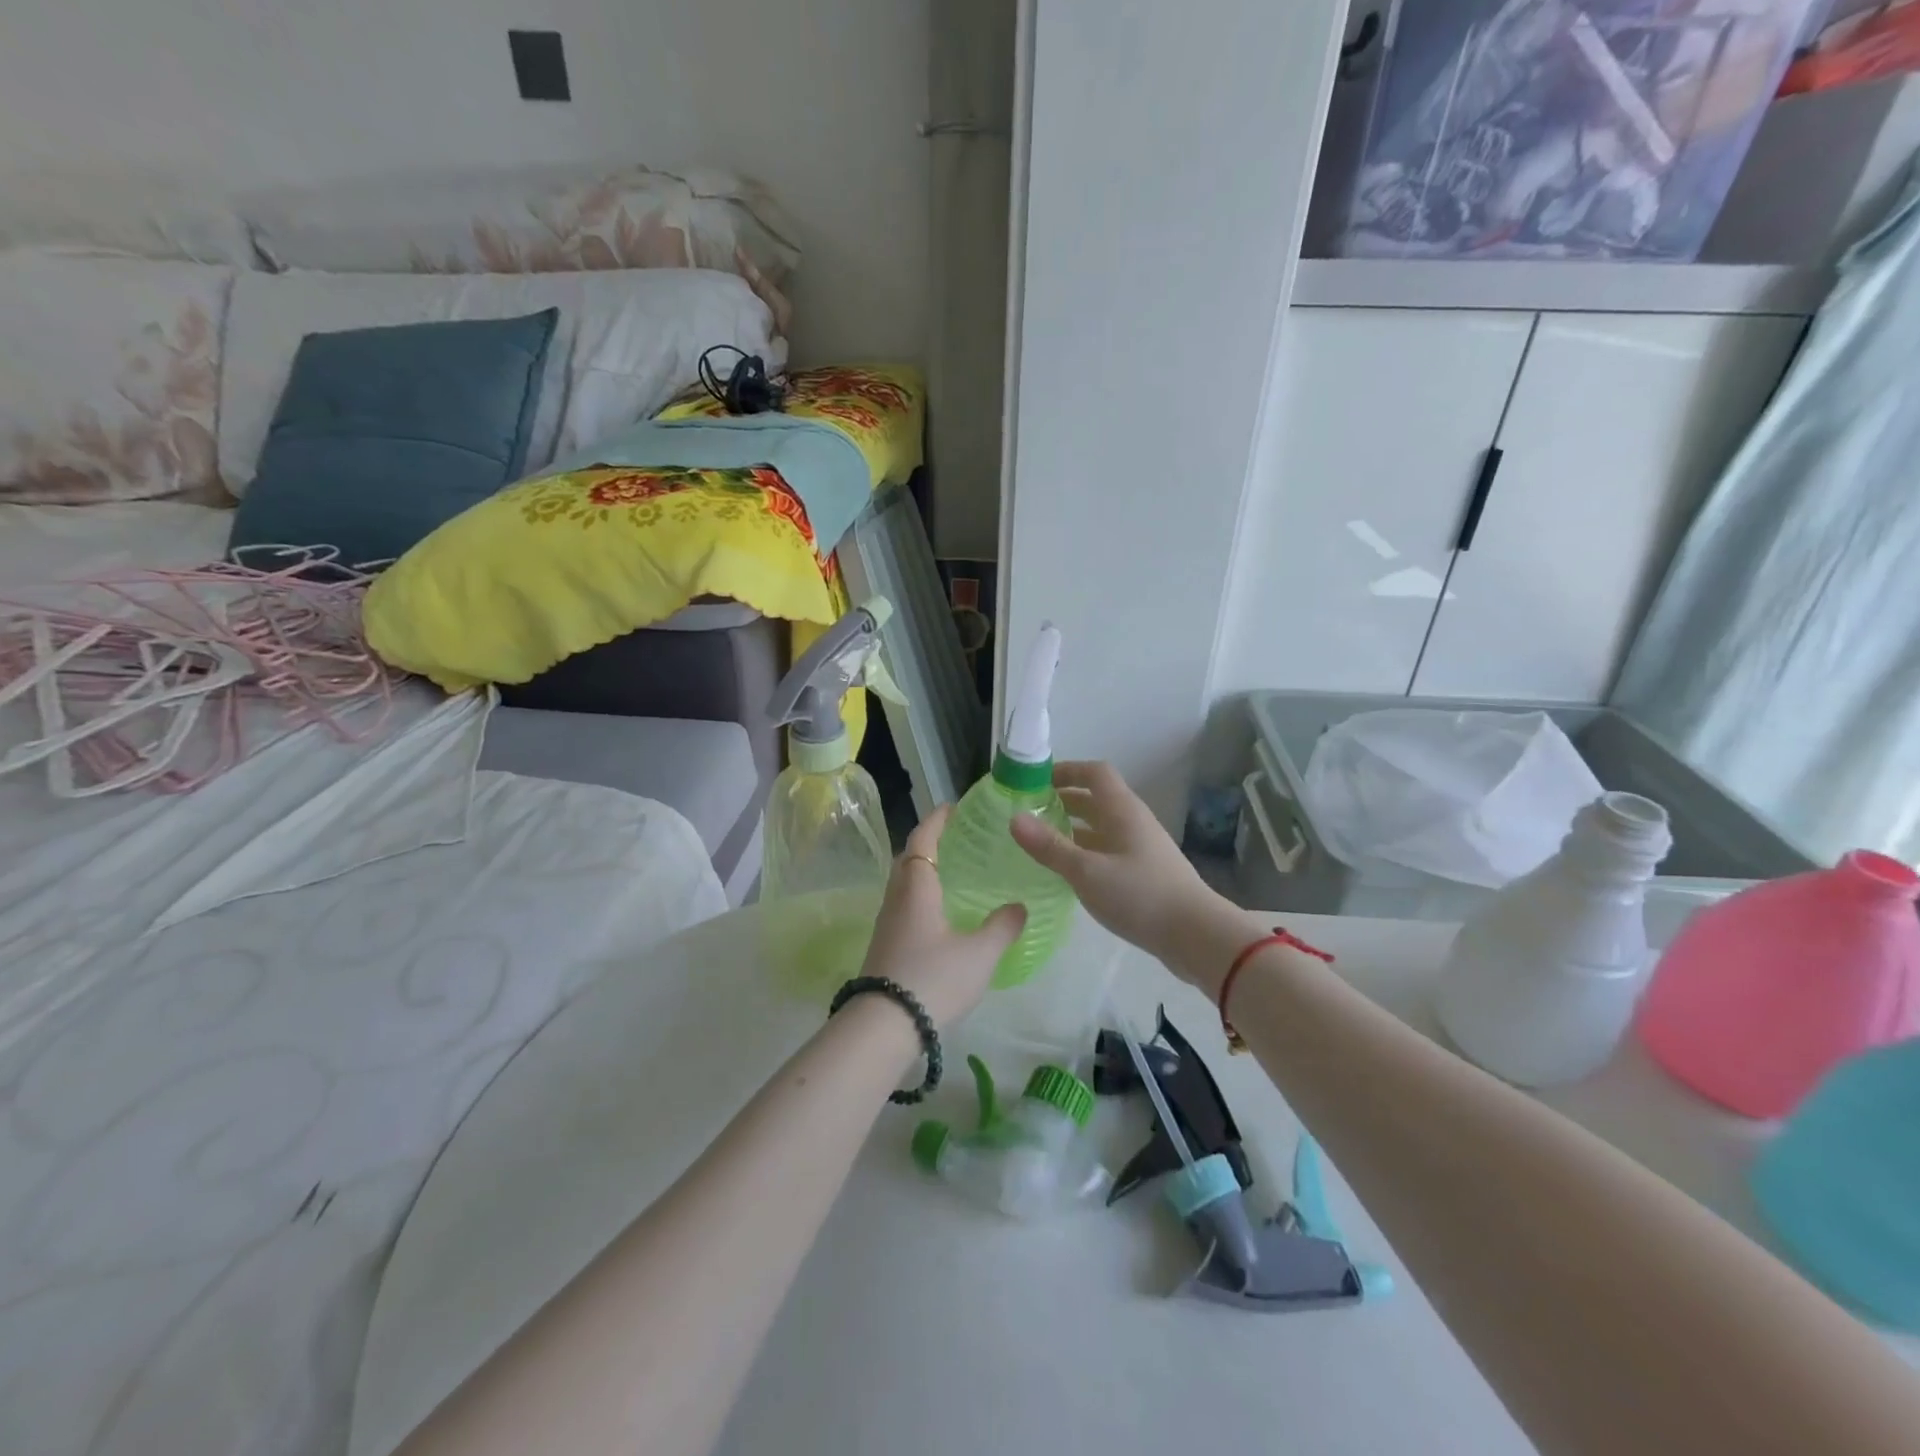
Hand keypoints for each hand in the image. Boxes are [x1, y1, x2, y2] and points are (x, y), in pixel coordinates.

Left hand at [858, 805, 1026, 1030]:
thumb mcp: (979, 954)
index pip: (922, 840)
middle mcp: (896, 899)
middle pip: (908, 859)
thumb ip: (1002, 927)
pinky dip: (920, 896)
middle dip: (929, 843)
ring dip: (923, 871)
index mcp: (917, 888)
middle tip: (956, 839)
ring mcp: (887, 923)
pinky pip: (903, 906)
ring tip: (953, 874)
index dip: (936, 820)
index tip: (952, 807)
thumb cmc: (933, 979)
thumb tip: (1020, 906)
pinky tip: (940, 915)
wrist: (883, 1026)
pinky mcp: (885, 946)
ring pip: (903, 884)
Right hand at [1009, 760, 1224, 974]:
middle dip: (1062, 800)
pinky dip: (1084, 851)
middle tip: (1029, 812)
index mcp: (1122, 810)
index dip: (1066, 770)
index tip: (1035, 781)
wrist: (1196, 935)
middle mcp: (1132, 822)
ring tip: (1040, 841)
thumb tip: (1014, 818)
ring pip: (1100, 827)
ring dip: (1072, 828)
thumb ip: (1050, 846)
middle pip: (1095, 799)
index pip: (1094, 773)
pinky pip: (1106, 850)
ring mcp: (1140, 848)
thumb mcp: (1087, 872)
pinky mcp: (1143, 872)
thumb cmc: (1140, 896)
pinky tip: (1067, 871)